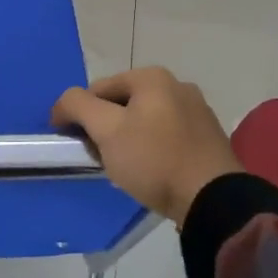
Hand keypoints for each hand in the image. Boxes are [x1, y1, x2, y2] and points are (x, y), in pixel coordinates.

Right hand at [51, 68, 240, 225]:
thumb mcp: (106, 130)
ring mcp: (197, 110)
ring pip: (145, 119)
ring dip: (128, 138)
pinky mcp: (208, 136)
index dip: (78, 115)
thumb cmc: (154, 160)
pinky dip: (153, 148)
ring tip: (125, 167)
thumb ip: (77, 106)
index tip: (75, 144)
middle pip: (122, 103)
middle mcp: (177, 84)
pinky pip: (167, 135)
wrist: (213, 200)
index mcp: (151, 77)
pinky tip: (152, 170)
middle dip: (106, 127)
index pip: (97, 89)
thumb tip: (64, 103)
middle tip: (100, 157)